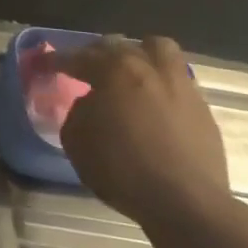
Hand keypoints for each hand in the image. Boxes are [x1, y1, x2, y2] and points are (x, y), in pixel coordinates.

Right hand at [56, 36, 233, 235]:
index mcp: (115, 72)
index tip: (44, 65)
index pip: (79, 57)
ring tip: (127, 73)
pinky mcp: (202, 109)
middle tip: (85, 69)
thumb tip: (91, 102)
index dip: (57, 61)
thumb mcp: (77, 140)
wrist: (186, 202)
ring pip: (160, 50)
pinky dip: (159, 82)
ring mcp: (181, 87)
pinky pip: (177, 80)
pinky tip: (150, 102)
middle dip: (98, 53)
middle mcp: (150, 70)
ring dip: (139, 55)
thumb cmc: (121, 169)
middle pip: (120, 45)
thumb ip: (79, 111)